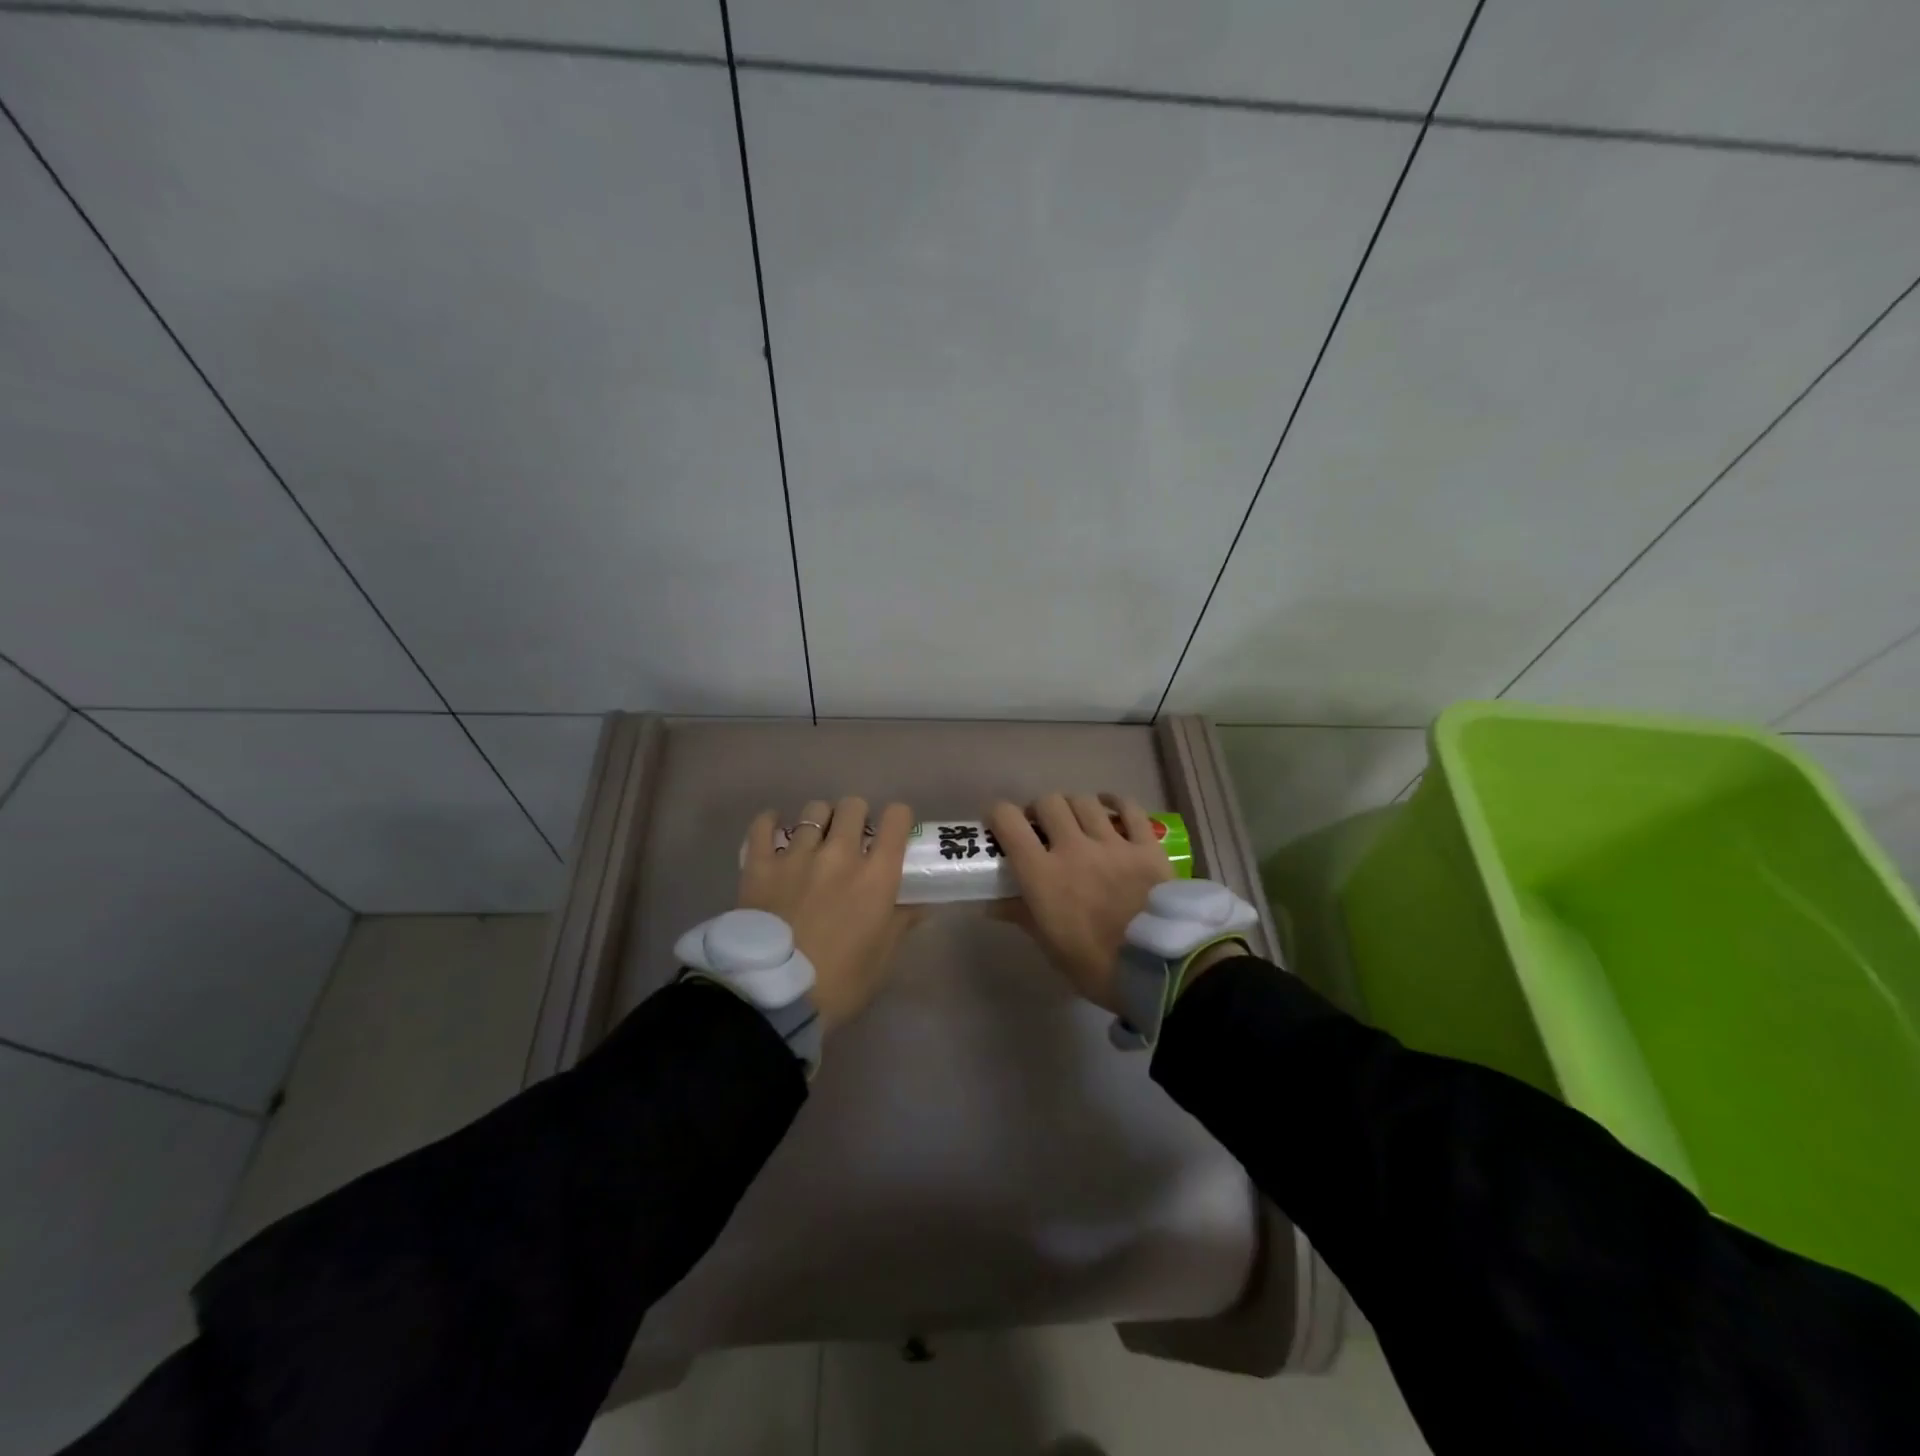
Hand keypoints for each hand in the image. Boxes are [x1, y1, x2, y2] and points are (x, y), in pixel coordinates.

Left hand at [738, 797, 919, 1031]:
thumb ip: (901, 922)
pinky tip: (774, 831)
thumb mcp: (882, 958)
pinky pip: (764, 826)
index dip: (898, 820)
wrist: (774, 998)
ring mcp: (797, 855)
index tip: (892, 834)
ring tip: (814, 840)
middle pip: (853, 806)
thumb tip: (920, 904)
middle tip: (852, 839)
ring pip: (813, 811)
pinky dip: (770, 823)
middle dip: (857, 817)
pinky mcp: (760, 865)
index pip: (897, 819)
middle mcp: (840, 854)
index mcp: (877, 875)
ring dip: (819, 821)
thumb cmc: (840, 983)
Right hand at [987, 793, 1173, 1013]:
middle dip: (1038, 811)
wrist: (1159, 968)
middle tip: (1041, 829)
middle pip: (1048, 803)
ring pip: (1084, 801)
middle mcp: (1073, 847)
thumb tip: (991, 904)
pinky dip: (1115, 802)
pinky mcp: (1146, 845)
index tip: (999, 825)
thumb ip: (1021, 915)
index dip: (998, 815)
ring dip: (1072, 806)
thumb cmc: (1095, 966)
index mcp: (1042, 874)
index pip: (1008, 821)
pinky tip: (1109, 807)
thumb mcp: (1050, 946)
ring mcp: (1113, 843)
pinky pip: (1129, 808)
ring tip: (1075, 821)